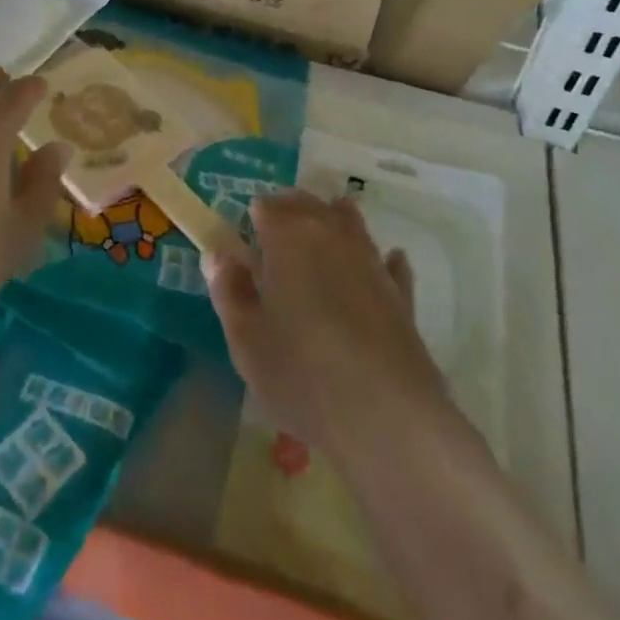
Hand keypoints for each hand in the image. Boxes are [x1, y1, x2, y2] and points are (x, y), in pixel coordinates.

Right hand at [205, 191, 458, 461]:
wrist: (387, 415)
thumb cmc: (302, 373)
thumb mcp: (246, 339)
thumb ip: (229, 291)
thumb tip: (219, 256)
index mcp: (288, 236)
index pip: (266, 206)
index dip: (253, 219)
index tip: (245, 241)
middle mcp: (331, 234)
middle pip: (307, 204)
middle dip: (289, 211)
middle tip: (275, 237)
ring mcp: (370, 259)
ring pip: (349, 221)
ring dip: (333, 221)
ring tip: (321, 235)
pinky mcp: (401, 292)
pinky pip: (388, 261)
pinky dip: (382, 258)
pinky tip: (385, 261)